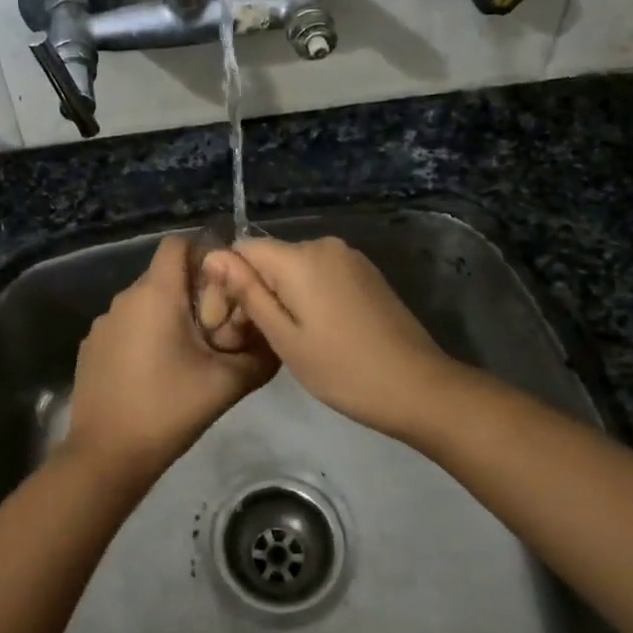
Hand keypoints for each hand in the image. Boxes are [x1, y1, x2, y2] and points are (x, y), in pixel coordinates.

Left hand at [64, 235, 277, 482]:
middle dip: (192, 293)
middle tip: (216, 331)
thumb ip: (259, 355)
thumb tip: (277, 338)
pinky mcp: (91, 347)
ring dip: (168, 317)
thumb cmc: (169, 410)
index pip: (177, 244)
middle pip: (164, 275)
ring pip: (145, 303)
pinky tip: (155, 374)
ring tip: (187, 357)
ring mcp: (103, 323)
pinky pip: (126, 326)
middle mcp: (125, 298)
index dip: (204, 255)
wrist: (107, 456)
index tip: (225, 289)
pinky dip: (144, 336)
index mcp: (156, 294)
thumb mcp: (226, 383)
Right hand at [203, 236, 471, 443]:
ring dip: (283, 295)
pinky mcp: (366, 273)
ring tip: (289, 340)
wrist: (418, 387)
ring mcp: (350, 257)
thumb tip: (213, 256)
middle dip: (256, 290)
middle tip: (257, 339)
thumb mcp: (284, 338)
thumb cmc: (342, 370)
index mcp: (300, 257)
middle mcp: (324, 245)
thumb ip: (248, 293)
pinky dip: (309, 295)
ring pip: (295, 268)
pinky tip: (317, 331)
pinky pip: (321, 274)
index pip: (243, 250)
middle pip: (270, 258)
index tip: (232, 323)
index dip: (228, 282)